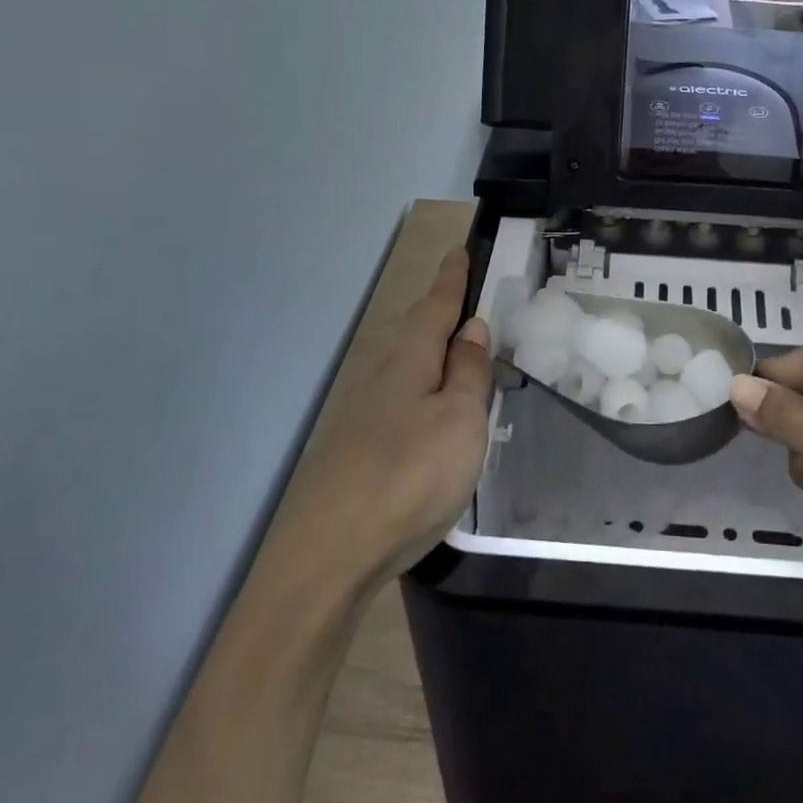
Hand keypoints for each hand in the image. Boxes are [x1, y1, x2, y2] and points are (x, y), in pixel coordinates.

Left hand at [275, 248, 493, 588]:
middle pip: (417, 332)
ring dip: (433, 354)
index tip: (460, 250)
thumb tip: (471, 328)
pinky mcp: (358, 447)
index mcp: (411, 358)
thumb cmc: (411, 473)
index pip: (437, 304)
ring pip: (407, 367)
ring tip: (460, 355)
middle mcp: (383, 374)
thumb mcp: (460, 418)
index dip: (452, 278)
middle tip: (469, 302)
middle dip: (441, 313)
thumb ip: (468, 371)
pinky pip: (401, 399)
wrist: (331, 552)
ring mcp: (364, 412)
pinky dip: (423, 391)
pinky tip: (432, 413)